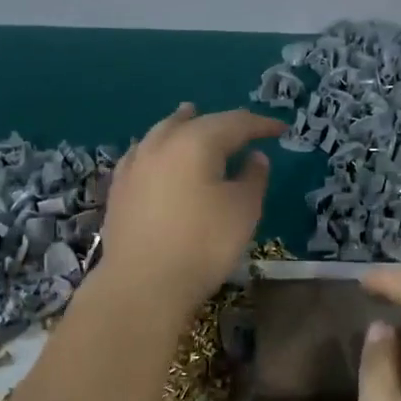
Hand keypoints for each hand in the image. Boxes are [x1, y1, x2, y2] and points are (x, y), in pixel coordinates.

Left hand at [98, 104, 283, 307]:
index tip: (281, 129)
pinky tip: (155, 154)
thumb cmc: (203, 244)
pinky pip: (142, 154)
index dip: (260, 124)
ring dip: (181, 125)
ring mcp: (135, 165)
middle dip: (220, 122)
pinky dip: (157, 148)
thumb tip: (254, 157)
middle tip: (240, 126)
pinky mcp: (119, 189)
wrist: (142, 284)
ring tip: (190, 117)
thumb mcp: (243, 211)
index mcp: (196, 142)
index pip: (235, 123)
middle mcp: (162, 144)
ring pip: (162, 133)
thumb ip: (253, 178)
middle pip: (194, 122)